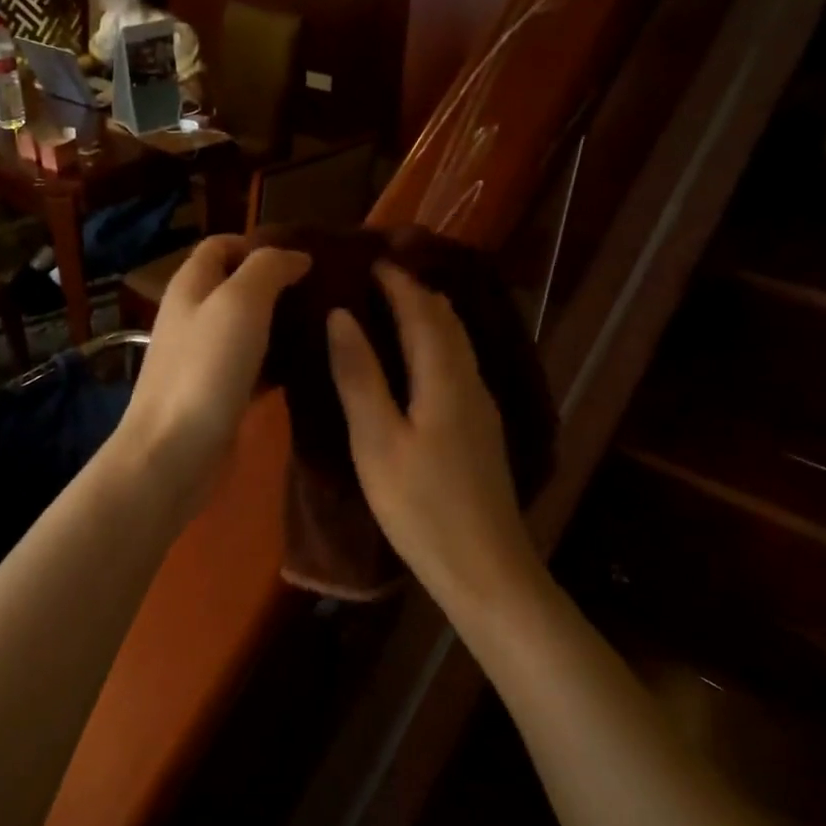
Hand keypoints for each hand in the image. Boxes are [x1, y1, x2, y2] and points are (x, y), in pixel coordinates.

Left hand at [116, 235, 310, 509]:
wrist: (173, 453)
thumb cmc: (206, 370)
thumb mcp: (240, 303)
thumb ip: (268, 268)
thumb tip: (296, 256)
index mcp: (191, 285)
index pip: (222, 244)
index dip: (260, 242)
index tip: (305, 256)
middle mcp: (194, 316)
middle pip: (237, 286)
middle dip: (278, 283)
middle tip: (325, 290)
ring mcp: (204, 358)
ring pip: (248, 328)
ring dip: (281, 323)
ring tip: (328, 324)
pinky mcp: (219, 393)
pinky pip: (254, 366)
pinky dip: (278, 362)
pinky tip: (310, 366)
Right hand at [327, 264, 541, 607]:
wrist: (485, 568)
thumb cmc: (421, 505)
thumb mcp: (377, 440)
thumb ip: (359, 375)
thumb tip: (341, 315)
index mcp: (446, 377)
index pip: (423, 310)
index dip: (397, 281)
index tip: (369, 258)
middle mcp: (471, 381)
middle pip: (447, 321)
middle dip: (415, 291)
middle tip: (377, 278)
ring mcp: (481, 407)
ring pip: (456, 344)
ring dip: (427, 318)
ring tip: (391, 309)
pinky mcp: (480, 431)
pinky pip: (457, 366)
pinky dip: (434, 345)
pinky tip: (415, 362)